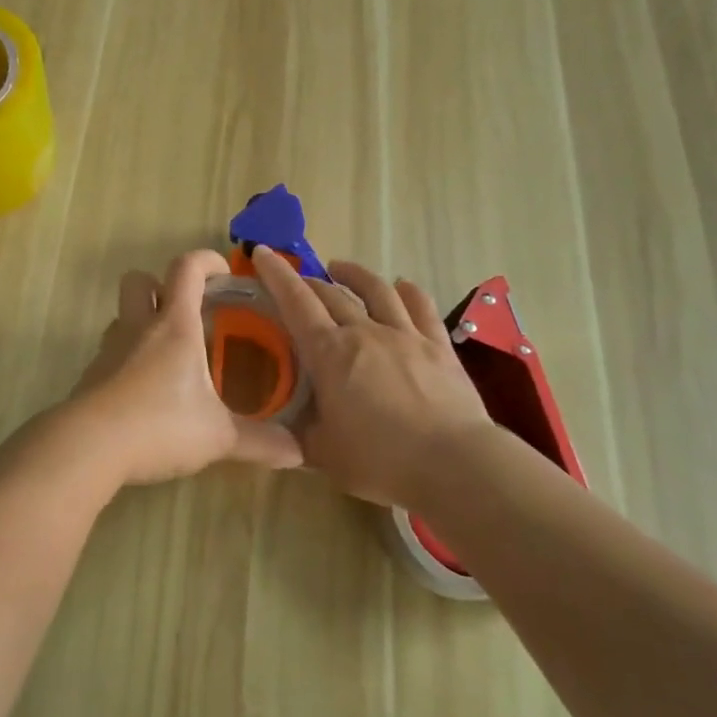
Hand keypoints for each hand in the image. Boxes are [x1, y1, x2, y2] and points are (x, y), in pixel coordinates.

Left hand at [65, 250, 302, 487]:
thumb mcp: (218, 437)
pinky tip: (144, 391)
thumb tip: (300, 453)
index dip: (207, 260)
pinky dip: (127, 359)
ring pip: (122, 316)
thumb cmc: (160, 426)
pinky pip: (111, 353)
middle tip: (187, 313)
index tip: (224, 272)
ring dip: (142, 322)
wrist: (89, 447)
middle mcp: (139, 328)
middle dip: (161, 286)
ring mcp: (109, 351)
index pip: (187, 269)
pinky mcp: (91, 377)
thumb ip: (260, 442)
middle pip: (139, 280)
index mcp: (175, 326)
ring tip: (169, 355)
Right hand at [251, 246, 495, 509]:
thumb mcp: (322, 454)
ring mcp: (405, 334)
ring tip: (341, 268)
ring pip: (376, 290)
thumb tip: (278, 430)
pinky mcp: (438, 345)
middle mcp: (364, 332)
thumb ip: (296, 435)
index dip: (277, 275)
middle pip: (332, 294)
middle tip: (298, 281)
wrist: (454, 464)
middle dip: (309, 281)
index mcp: (329, 354)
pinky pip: (421, 306)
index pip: (296, 303)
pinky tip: (402, 286)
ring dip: (355, 274)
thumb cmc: (380, 460)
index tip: (263, 252)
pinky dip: (408, 291)